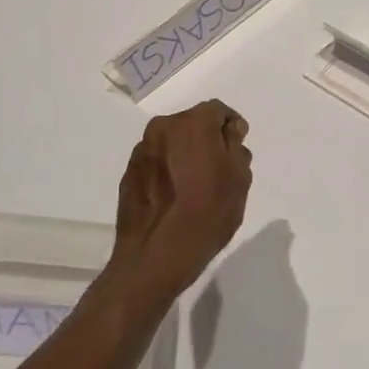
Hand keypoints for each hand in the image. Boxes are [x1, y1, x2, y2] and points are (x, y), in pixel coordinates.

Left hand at [111, 99, 252, 301]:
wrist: (155, 257)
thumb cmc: (206, 215)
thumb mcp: (239, 180)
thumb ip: (236, 147)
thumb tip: (229, 132)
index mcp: (192, 124)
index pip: (218, 111)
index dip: (232, 127)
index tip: (238, 149)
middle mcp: (162, 128)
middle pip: (193, 124)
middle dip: (208, 140)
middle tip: (220, 169)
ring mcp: (142, 151)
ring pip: (173, 142)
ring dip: (186, 154)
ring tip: (196, 185)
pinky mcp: (129, 173)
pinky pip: (157, 161)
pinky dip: (168, 169)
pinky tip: (176, 196)